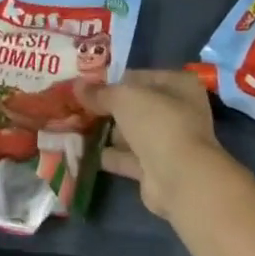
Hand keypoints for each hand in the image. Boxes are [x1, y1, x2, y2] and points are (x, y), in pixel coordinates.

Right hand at [76, 69, 224, 220]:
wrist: (180, 178)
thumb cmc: (157, 123)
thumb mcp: (124, 98)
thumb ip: (100, 92)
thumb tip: (77, 85)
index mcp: (178, 86)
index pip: (139, 77)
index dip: (113, 80)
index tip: (86, 85)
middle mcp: (178, 112)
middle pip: (135, 106)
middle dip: (108, 108)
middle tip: (77, 106)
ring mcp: (168, 142)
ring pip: (131, 132)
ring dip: (106, 132)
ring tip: (74, 127)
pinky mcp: (156, 169)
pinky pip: (127, 157)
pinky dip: (108, 155)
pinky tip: (81, 151)